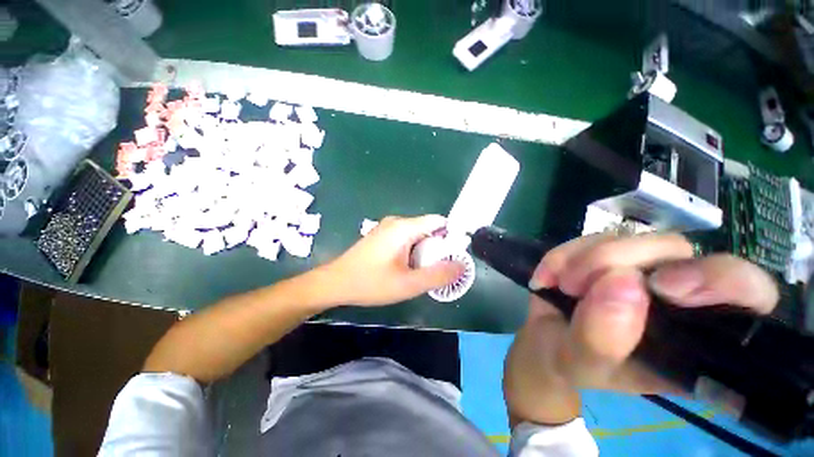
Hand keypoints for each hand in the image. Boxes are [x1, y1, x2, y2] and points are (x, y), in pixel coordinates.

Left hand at [319, 215, 464, 306]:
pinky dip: (413, 251)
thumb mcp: (407, 284)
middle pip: (429, 228)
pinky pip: (406, 238)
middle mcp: (397, 222)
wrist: (335, 283)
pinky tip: (406, 268)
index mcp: (404, 227)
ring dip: (425, 251)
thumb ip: (437, 275)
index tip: (454, 257)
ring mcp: (388, 228)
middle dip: (438, 247)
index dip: (451, 237)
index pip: (439, 222)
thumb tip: (461, 266)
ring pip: (417, 235)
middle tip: (437, 270)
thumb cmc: (370, 283)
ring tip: (422, 272)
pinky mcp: (382, 235)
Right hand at [528, 232, 778, 393]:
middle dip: (618, 261)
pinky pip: (587, 238)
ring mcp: (638, 269)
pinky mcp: (604, 254)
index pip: (748, 293)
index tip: (664, 287)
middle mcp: (677, 295)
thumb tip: (621, 281)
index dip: (720, 279)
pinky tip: (548, 277)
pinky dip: (562, 255)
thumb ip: (603, 339)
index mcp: (695, 337)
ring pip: (627, 237)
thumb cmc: (571, 363)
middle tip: (575, 286)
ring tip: (560, 287)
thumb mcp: (583, 364)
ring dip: (582, 259)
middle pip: (676, 250)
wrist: (544, 343)